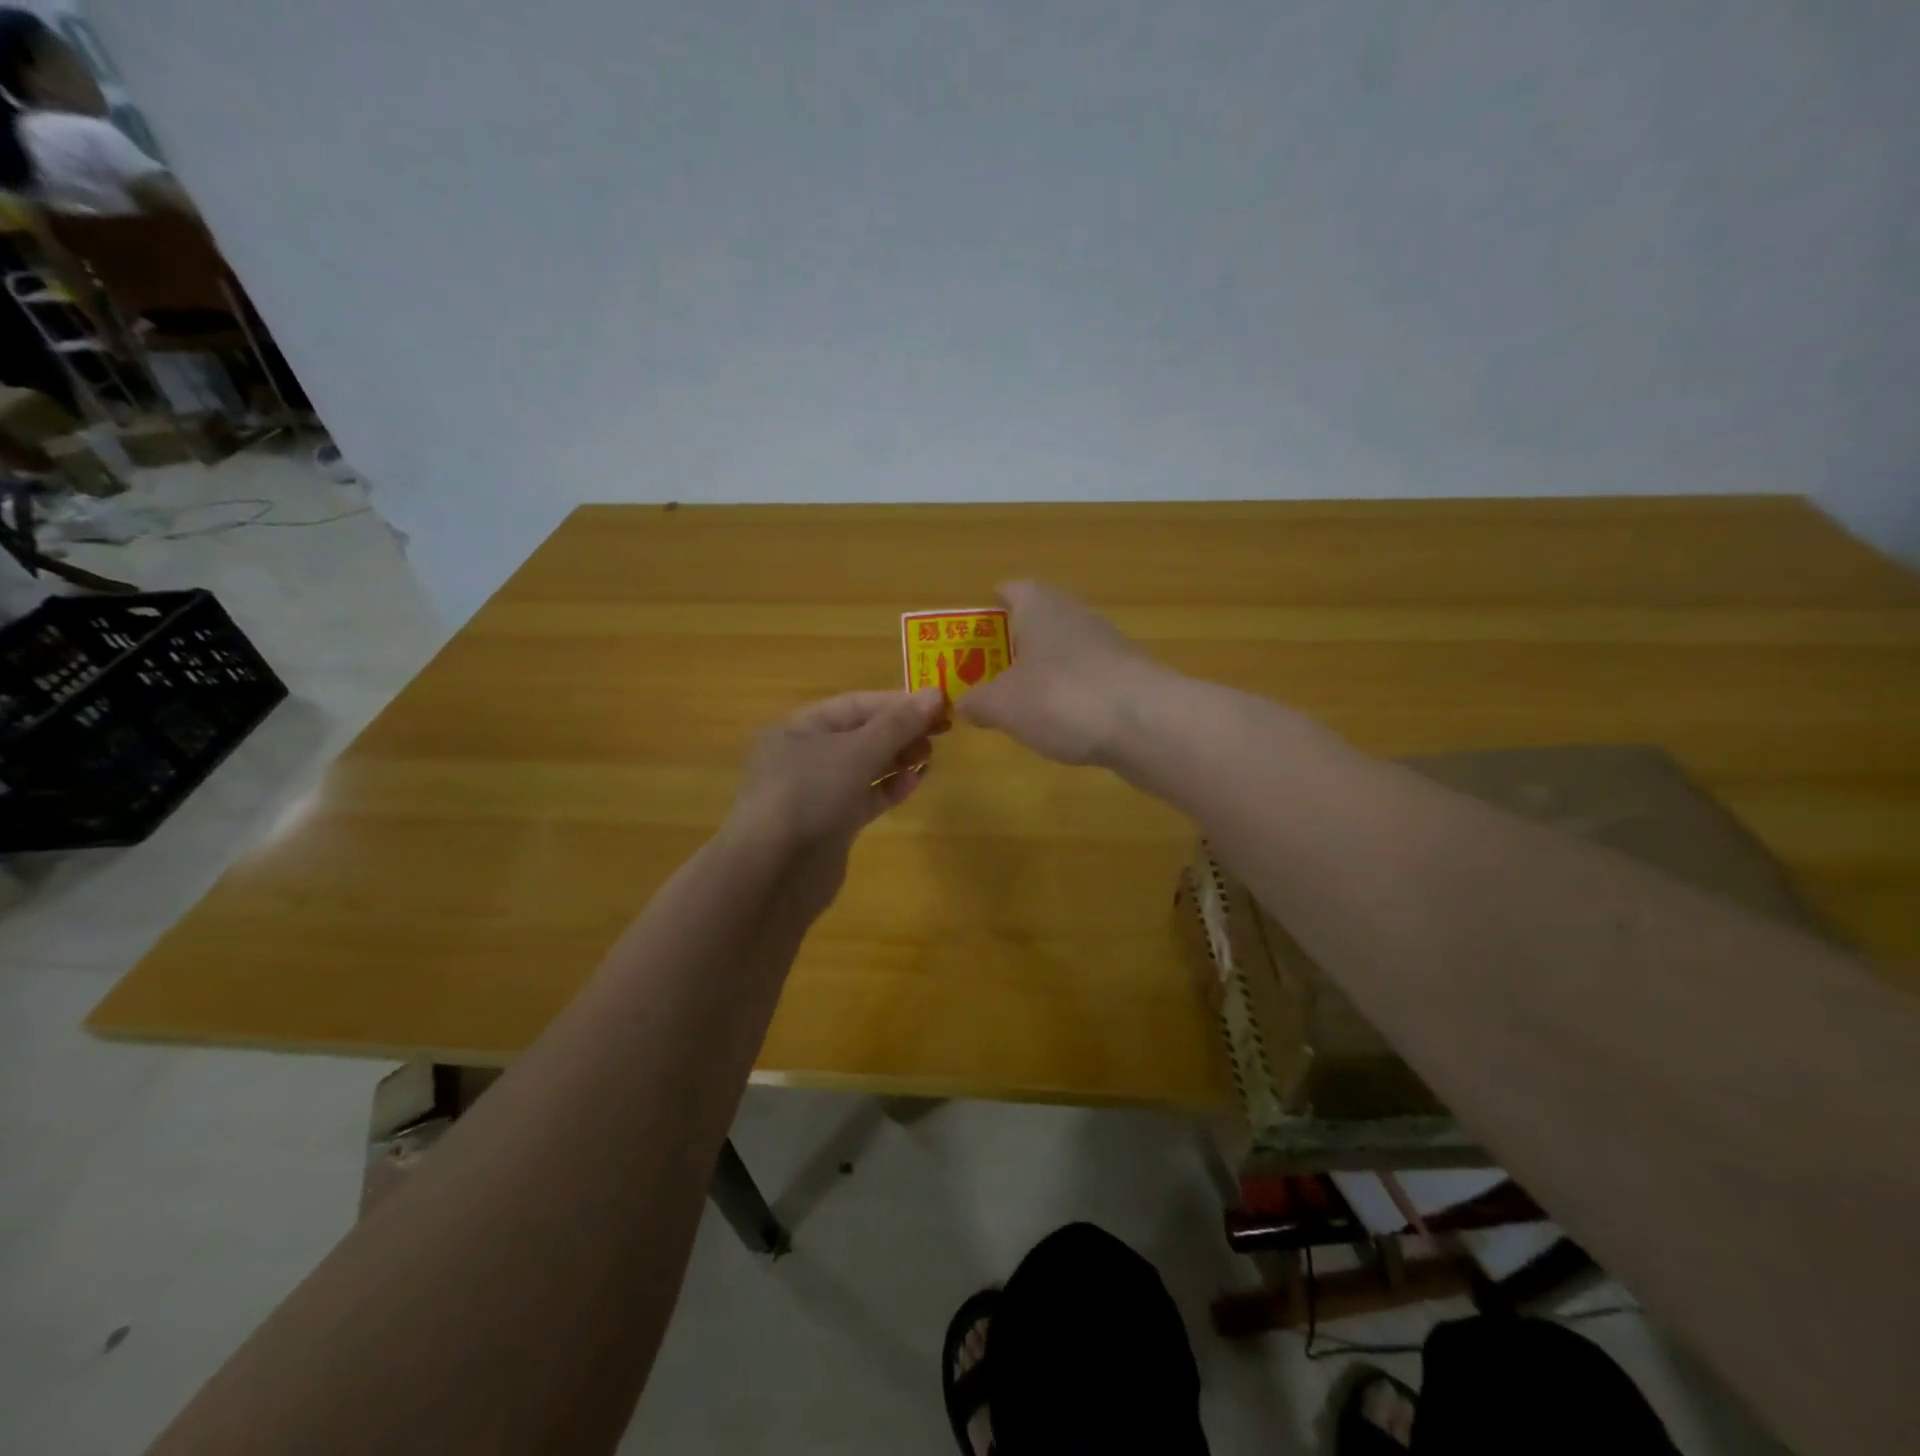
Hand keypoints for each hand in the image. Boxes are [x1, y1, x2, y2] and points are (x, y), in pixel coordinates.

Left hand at [728, 688, 943, 850]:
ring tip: (929, 756)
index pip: (855, 704)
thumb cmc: (810, 794)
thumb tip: (936, 694)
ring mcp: (816, 792)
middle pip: (860, 734)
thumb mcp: (857, 751)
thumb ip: (898, 724)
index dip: (898, 703)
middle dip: (900, 731)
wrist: (774, 873)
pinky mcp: (829, 824)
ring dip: (897, 759)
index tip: (939, 705)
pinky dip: (888, 788)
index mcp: (798, 728)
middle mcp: (804, 755)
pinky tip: (914, 782)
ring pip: (864, 766)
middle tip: (941, 732)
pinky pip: (864, 797)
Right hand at [956, 580, 1171, 765]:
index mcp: (1040, 606)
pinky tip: (1061, 723)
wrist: (1147, 724)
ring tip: (1020, 702)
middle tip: (989, 673)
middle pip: (1038, 620)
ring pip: (1064, 649)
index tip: (974, 633)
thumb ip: (978, 702)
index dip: (990, 607)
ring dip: (1043, 670)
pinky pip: (1087, 677)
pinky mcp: (1128, 674)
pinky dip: (1071, 693)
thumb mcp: (1003, 706)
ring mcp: (1106, 643)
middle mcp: (1075, 614)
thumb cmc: (1062, 698)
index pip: (1011, 589)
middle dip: (1014, 644)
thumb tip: (962, 703)